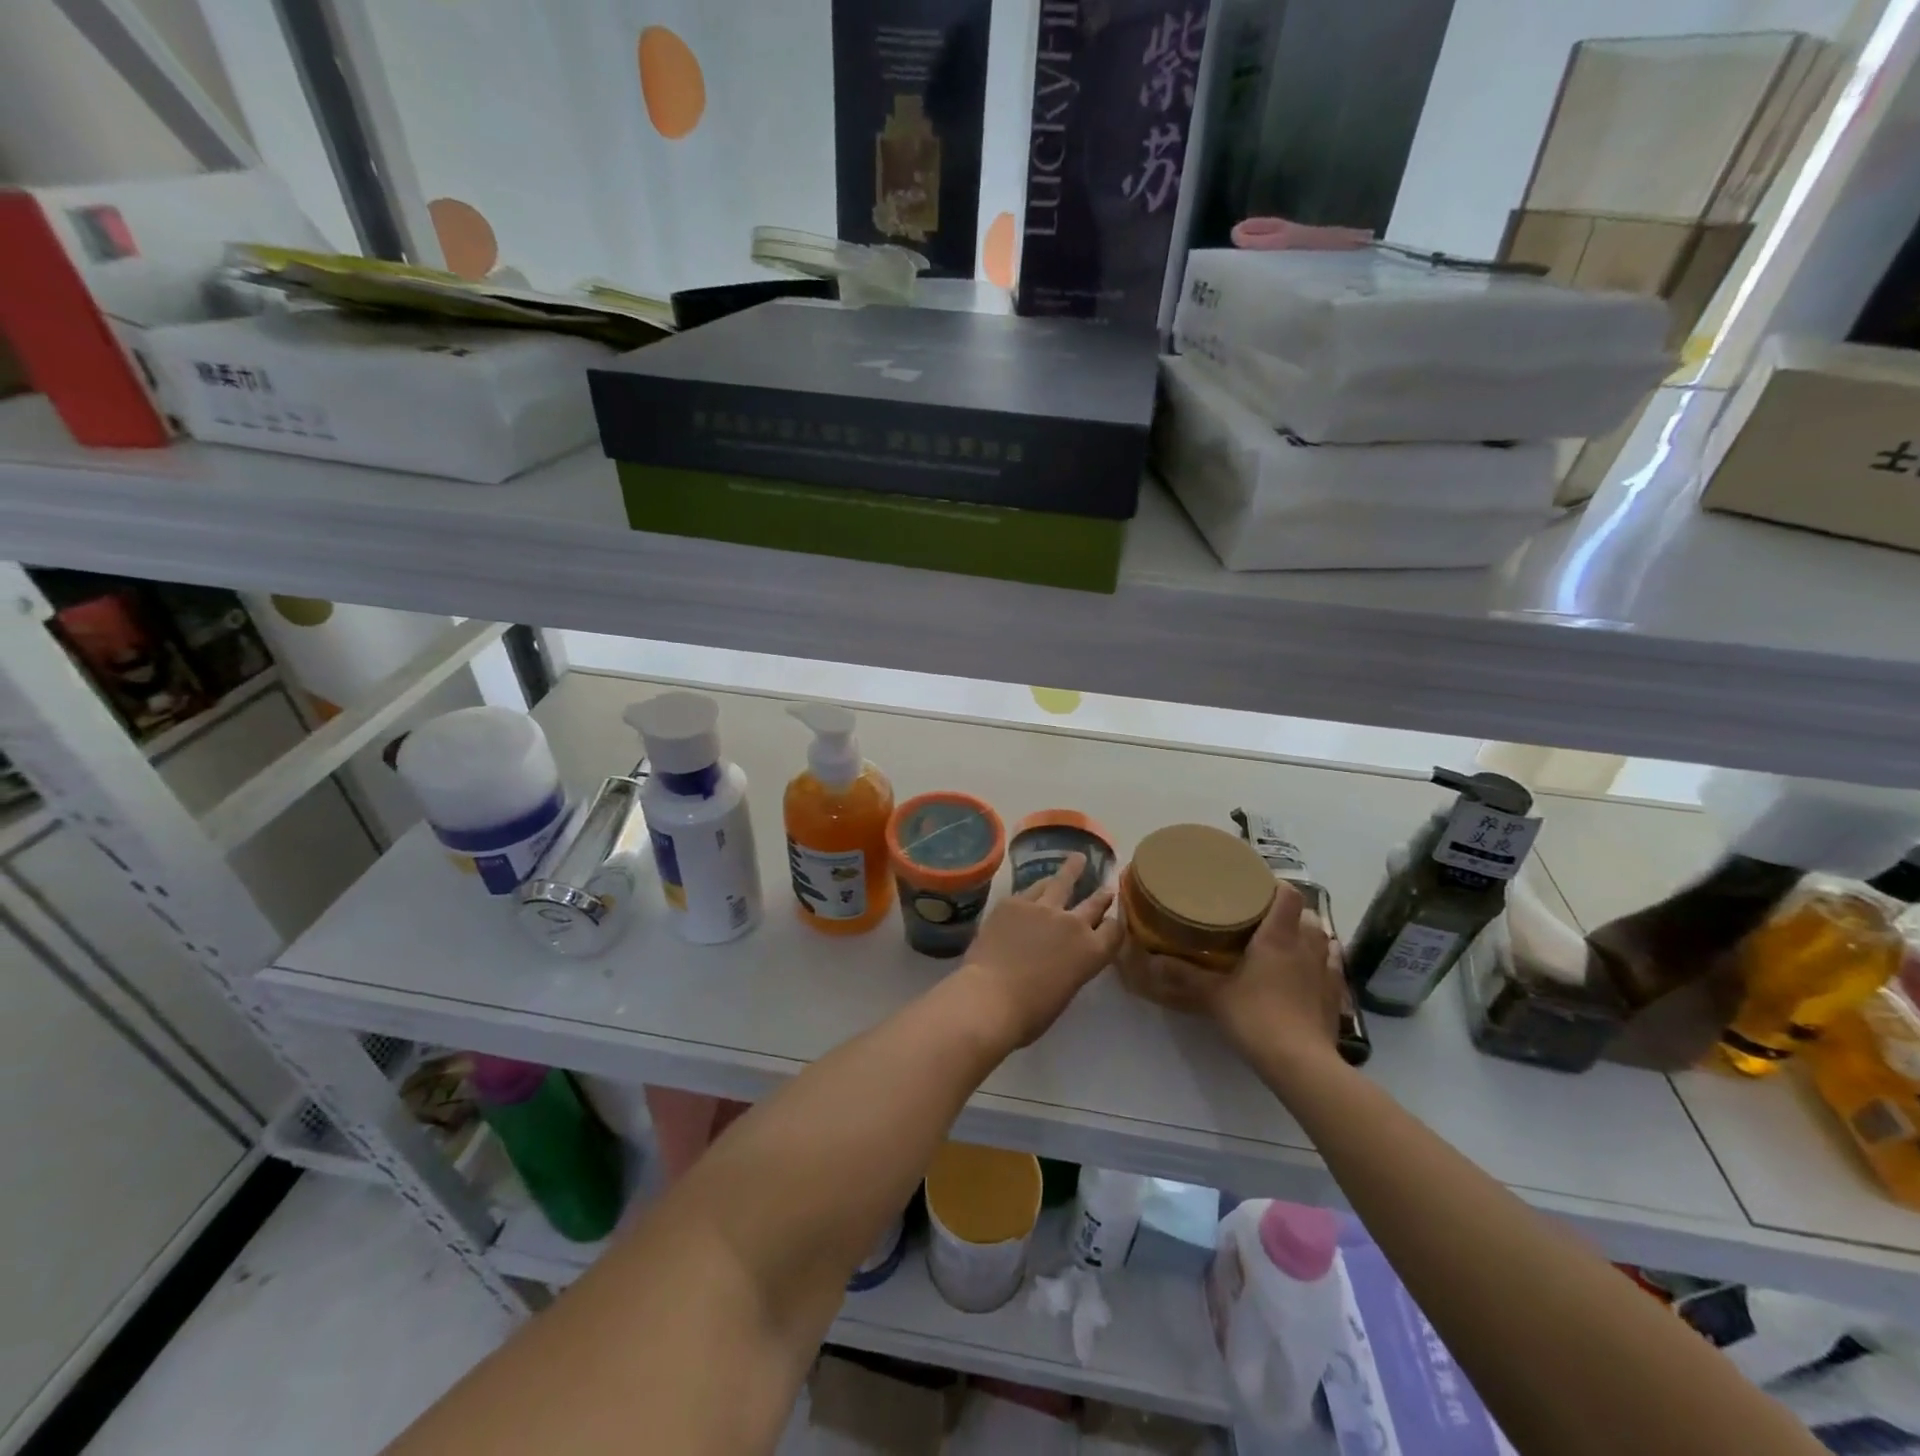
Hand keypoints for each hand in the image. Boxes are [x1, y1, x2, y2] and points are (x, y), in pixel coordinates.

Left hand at [959, 853, 1122, 1048]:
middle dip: (1102, 894)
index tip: (1114, 916)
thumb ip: (1071, 965)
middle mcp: (1073, 924)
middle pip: (1094, 903)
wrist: (990, 997)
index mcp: (1091, 952)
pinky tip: (1036, 884)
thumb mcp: (1065, 990)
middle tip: (1108, 886)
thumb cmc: (1030, 1012)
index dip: (1115, 922)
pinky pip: (1030, 889)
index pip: (1114, 930)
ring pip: (1062, 882)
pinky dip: (1037, 887)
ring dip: (1071, 870)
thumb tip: (1062, 955)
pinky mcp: (1014, 902)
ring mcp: (1043, 908)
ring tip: (1077, 859)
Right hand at [1134, 882, 1342, 1060]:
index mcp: (1278, 937)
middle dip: (1290, 913)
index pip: (1288, 895)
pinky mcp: (1335, 996)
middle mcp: (1306, 946)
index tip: (1258, 887)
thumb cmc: (1256, 1016)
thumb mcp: (1213, 995)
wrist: (1300, 1063)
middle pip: (1308, 915)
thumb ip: (1184, 975)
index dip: (1276, 886)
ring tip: (1287, 942)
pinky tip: (1309, 970)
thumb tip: (1151, 960)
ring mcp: (1325, 972)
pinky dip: (1322, 962)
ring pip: (1323, 939)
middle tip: (1265, 919)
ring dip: (1308, 936)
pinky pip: (1332, 967)